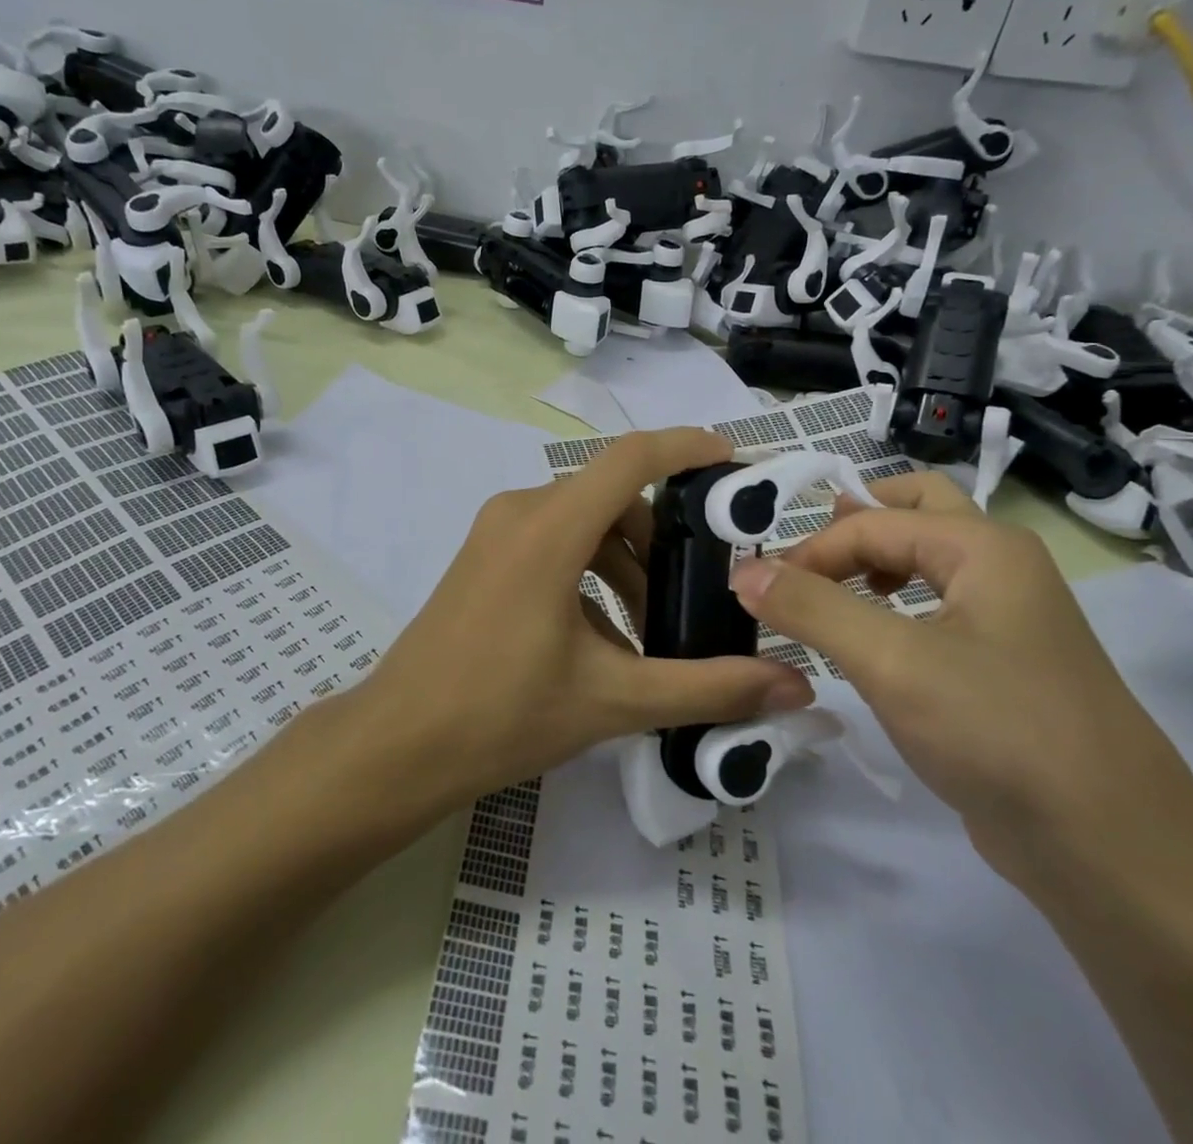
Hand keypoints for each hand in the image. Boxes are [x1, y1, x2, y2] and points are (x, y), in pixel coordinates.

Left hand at [360, 428, 814, 803]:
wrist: (398, 745)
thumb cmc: (502, 715)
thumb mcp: (613, 700)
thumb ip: (708, 687)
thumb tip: (794, 685)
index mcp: (549, 528)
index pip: (630, 458)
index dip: (685, 447)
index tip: (731, 460)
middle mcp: (520, 511)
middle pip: (611, 498)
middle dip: (662, 538)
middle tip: (701, 587)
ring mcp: (495, 533)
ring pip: (583, 524)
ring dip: (625, 564)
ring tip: (654, 631)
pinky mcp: (483, 557)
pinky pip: (553, 544)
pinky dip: (591, 574)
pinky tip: (607, 639)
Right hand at [727, 472, 1192, 881]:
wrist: (1116, 855)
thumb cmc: (1001, 733)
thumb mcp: (892, 662)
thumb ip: (811, 607)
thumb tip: (743, 569)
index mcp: (983, 547)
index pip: (871, 521)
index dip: (810, 550)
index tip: (762, 593)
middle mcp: (1001, 567)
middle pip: (915, 509)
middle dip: (854, 522)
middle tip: (804, 554)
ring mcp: (1008, 618)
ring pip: (928, 560)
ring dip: (873, 561)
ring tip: (827, 593)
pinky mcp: (1003, 667)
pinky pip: (937, 609)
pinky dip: (894, 605)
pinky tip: (869, 643)